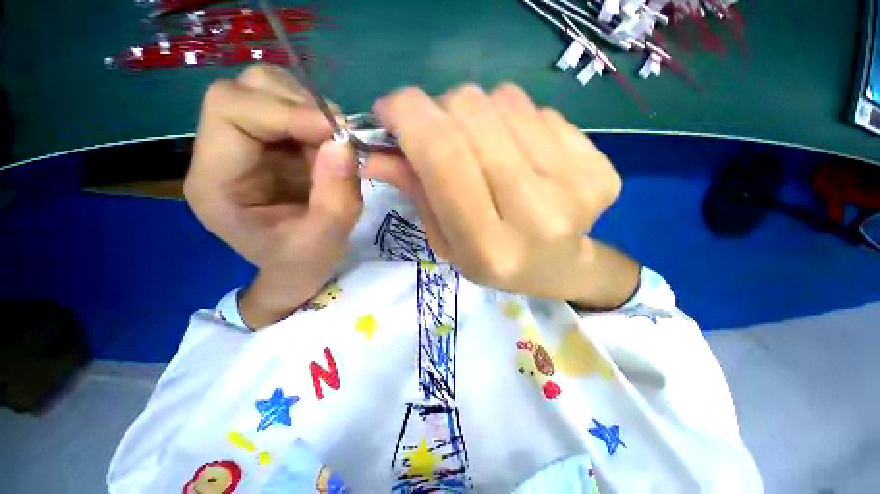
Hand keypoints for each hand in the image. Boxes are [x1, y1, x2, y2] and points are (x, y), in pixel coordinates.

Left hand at [185, 64, 361, 327]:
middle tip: (338, 138)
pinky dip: (318, 121)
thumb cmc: (303, 264)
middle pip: (245, 90)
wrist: (297, 269)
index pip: (230, 111)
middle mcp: (220, 154)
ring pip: (268, 90)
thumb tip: (344, 144)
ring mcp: (245, 146)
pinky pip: (291, 109)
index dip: (285, 110)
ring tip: (335, 147)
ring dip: (310, 111)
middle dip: (299, 105)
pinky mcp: (269, 145)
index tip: (335, 133)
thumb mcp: (326, 241)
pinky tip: (330, 150)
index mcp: (215, 182)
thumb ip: (336, 198)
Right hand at [362, 84, 638, 307]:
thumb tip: (376, 151)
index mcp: (488, 245)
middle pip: (472, 114)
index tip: (389, 108)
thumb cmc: (493, 261)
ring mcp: (574, 185)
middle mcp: (534, 213)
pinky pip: (538, 108)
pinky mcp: (599, 165)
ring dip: (477, 115)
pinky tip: (519, 153)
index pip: (444, 155)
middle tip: (437, 132)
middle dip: (439, 110)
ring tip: (483, 149)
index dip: (408, 115)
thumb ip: (416, 193)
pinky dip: (514, 120)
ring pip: (504, 100)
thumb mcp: (447, 241)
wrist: (560, 267)